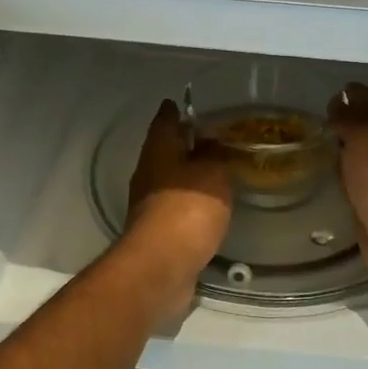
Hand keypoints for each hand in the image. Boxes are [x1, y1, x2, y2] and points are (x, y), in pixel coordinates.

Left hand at [124, 100, 233, 318]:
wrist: (161, 267)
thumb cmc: (187, 209)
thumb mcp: (212, 172)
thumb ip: (215, 153)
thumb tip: (212, 141)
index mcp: (158, 151)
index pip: (164, 120)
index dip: (175, 109)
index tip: (184, 101)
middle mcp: (149, 173)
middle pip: (166, 150)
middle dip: (185, 143)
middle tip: (213, 136)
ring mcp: (150, 204)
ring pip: (172, 179)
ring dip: (190, 173)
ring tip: (218, 169)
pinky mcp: (159, 231)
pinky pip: (178, 206)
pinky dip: (193, 201)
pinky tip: (211, 204)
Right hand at [325, 83, 367, 287]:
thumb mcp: (363, 134)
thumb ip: (348, 115)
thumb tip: (336, 104)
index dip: (348, 95)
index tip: (323, 101)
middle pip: (365, 123)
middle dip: (342, 120)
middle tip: (314, 122)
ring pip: (359, 149)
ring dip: (341, 146)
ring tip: (315, 143)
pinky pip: (354, 174)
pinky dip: (342, 170)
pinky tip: (326, 171)